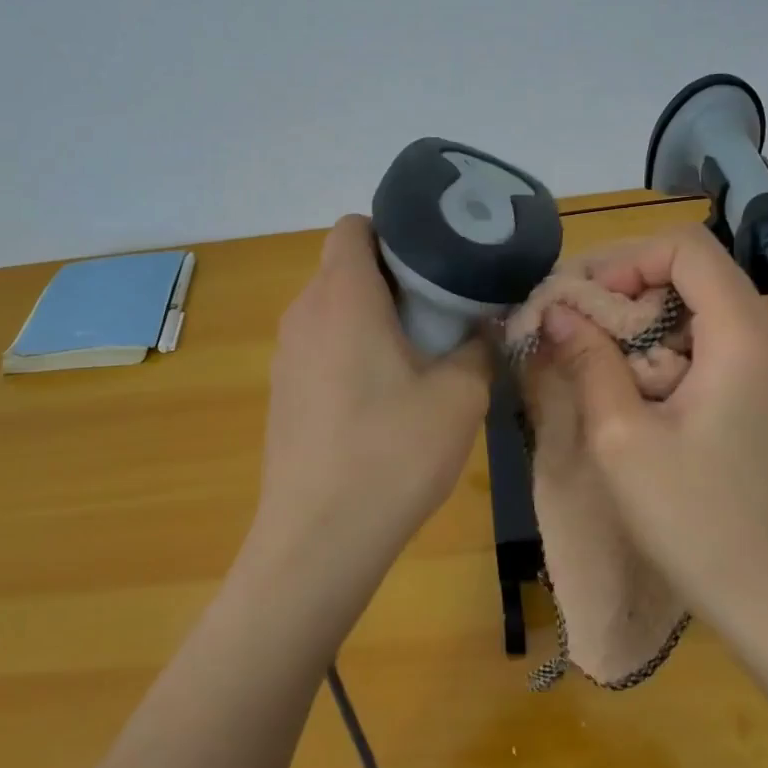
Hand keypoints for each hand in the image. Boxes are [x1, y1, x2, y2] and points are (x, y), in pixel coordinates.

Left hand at [249, 215, 491, 596]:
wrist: (318, 541)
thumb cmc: (392, 454)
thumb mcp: (461, 397)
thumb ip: (479, 347)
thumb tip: (484, 326)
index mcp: (343, 296)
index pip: (354, 226)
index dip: (395, 230)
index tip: (436, 260)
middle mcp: (304, 313)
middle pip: (345, 265)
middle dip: (393, 274)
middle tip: (443, 307)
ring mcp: (286, 353)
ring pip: (333, 306)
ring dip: (373, 313)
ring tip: (420, 351)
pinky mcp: (283, 390)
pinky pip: (321, 343)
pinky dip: (352, 346)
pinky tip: (384, 394)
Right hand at [525, 222, 767, 639]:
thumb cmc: (694, 520)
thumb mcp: (622, 438)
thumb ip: (588, 361)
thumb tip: (556, 310)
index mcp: (741, 337)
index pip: (686, 247)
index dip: (626, 259)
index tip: (585, 300)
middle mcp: (764, 335)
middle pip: (692, 268)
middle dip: (627, 283)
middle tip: (577, 321)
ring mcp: (767, 363)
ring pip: (697, 301)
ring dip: (641, 315)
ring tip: (596, 352)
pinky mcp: (760, 389)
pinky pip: (707, 336)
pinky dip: (663, 341)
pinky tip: (632, 382)